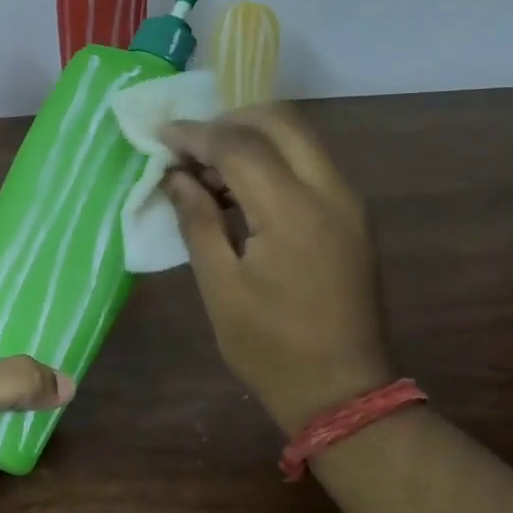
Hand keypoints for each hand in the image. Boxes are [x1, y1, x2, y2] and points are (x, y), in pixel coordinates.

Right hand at [162, 106, 393, 433]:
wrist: (342, 390)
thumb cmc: (270, 347)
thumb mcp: (220, 286)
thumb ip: (197, 221)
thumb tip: (176, 176)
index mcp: (293, 211)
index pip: (239, 145)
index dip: (195, 135)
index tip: (160, 135)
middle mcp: (330, 192)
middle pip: (281, 122)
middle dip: (229, 122)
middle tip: (189, 147)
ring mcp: (348, 203)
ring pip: (300, 139)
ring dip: (252, 139)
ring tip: (207, 169)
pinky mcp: (352, 218)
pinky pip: (310, 166)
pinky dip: (273, 161)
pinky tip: (240, 190)